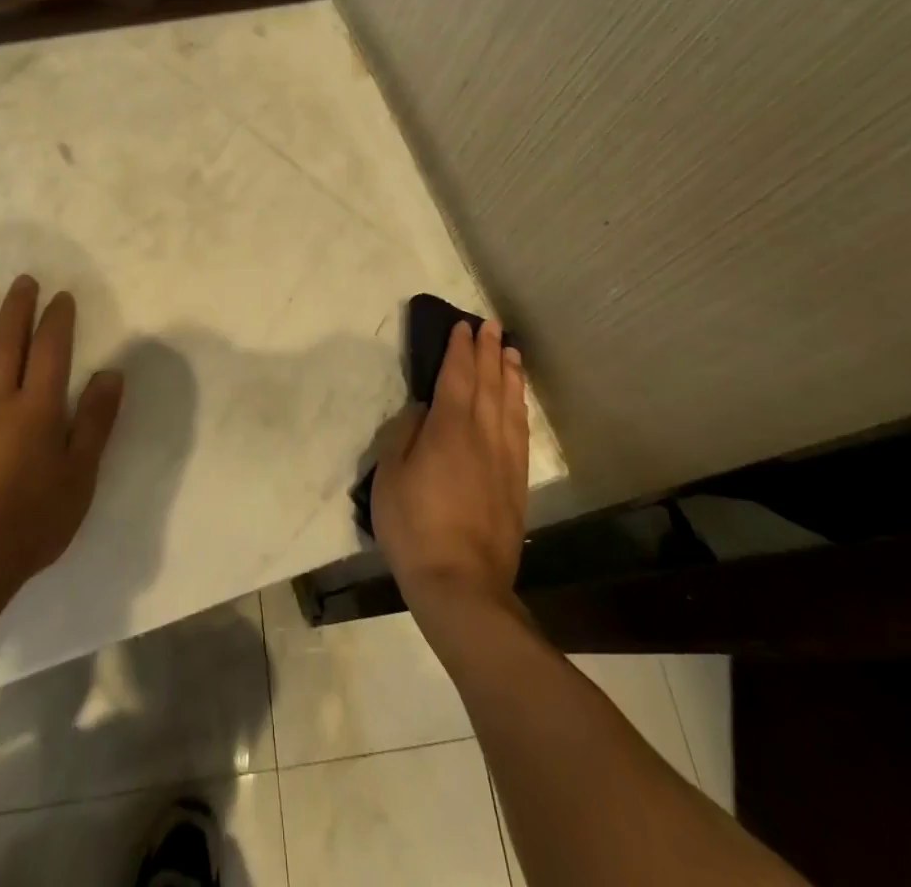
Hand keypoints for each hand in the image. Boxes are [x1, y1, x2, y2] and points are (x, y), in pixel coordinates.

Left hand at [0, 276, 123, 600]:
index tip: (60, 296)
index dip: (56, 320)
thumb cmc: (32, 520)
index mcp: (38, 409)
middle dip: (16, 310)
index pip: (50, 351)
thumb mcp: (80, 475)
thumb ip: (96, 421)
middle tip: (21, 281)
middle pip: (7, 345)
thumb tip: (111, 372)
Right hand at [371, 320, 527, 619]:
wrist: (461, 584)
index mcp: (448, 429)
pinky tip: (519, 401)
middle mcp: (481, 435)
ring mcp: (504, 459)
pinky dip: (520, 407)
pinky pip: (520, 432)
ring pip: (509, 404)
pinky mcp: (516, 483)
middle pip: (487, 384)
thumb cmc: (414, 527)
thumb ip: (405, 436)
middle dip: (488, 352)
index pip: (457, 377)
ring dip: (509, 374)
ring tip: (510, 351)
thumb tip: (422, 411)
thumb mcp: (390, 477)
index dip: (460, 350)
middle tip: (491, 326)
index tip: (463, 327)